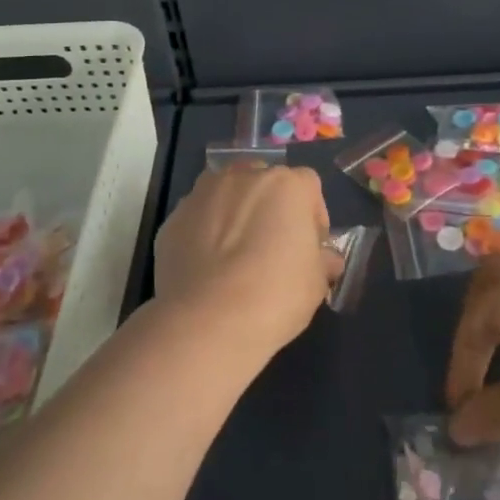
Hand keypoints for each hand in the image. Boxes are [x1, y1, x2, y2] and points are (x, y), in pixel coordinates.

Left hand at [153, 164, 341, 363]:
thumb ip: (322, 261)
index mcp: (286, 185)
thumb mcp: (316, 283)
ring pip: (227, 196)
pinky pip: (198, 219)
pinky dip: (205, 234)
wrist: (206, 321)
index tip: (310, 247)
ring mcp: (202, 194)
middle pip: (264, 185)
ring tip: (235, 257)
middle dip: (271, 210)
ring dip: (236, 216)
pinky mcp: (173, 218)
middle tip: (272, 249)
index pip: (308, 186)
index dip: (312, 216)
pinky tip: (208, 269)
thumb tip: (326, 259)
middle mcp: (243, 177)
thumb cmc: (275, 296)